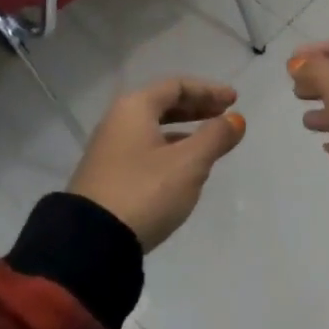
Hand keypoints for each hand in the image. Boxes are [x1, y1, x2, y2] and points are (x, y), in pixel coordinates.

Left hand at [67, 77, 246, 250]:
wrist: (92, 242)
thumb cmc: (145, 191)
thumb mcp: (188, 163)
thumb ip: (215, 137)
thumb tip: (236, 120)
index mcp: (134, 108)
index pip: (176, 86)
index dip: (208, 90)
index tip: (234, 101)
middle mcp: (117, 121)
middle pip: (162, 104)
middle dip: (196, 108)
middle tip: (224, 116)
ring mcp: (109, 150)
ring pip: (153, 129)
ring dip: (184, 130)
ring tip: (210, 143)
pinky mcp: (108, 176)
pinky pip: (145, 149)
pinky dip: (169, 149)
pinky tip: (184, 168)